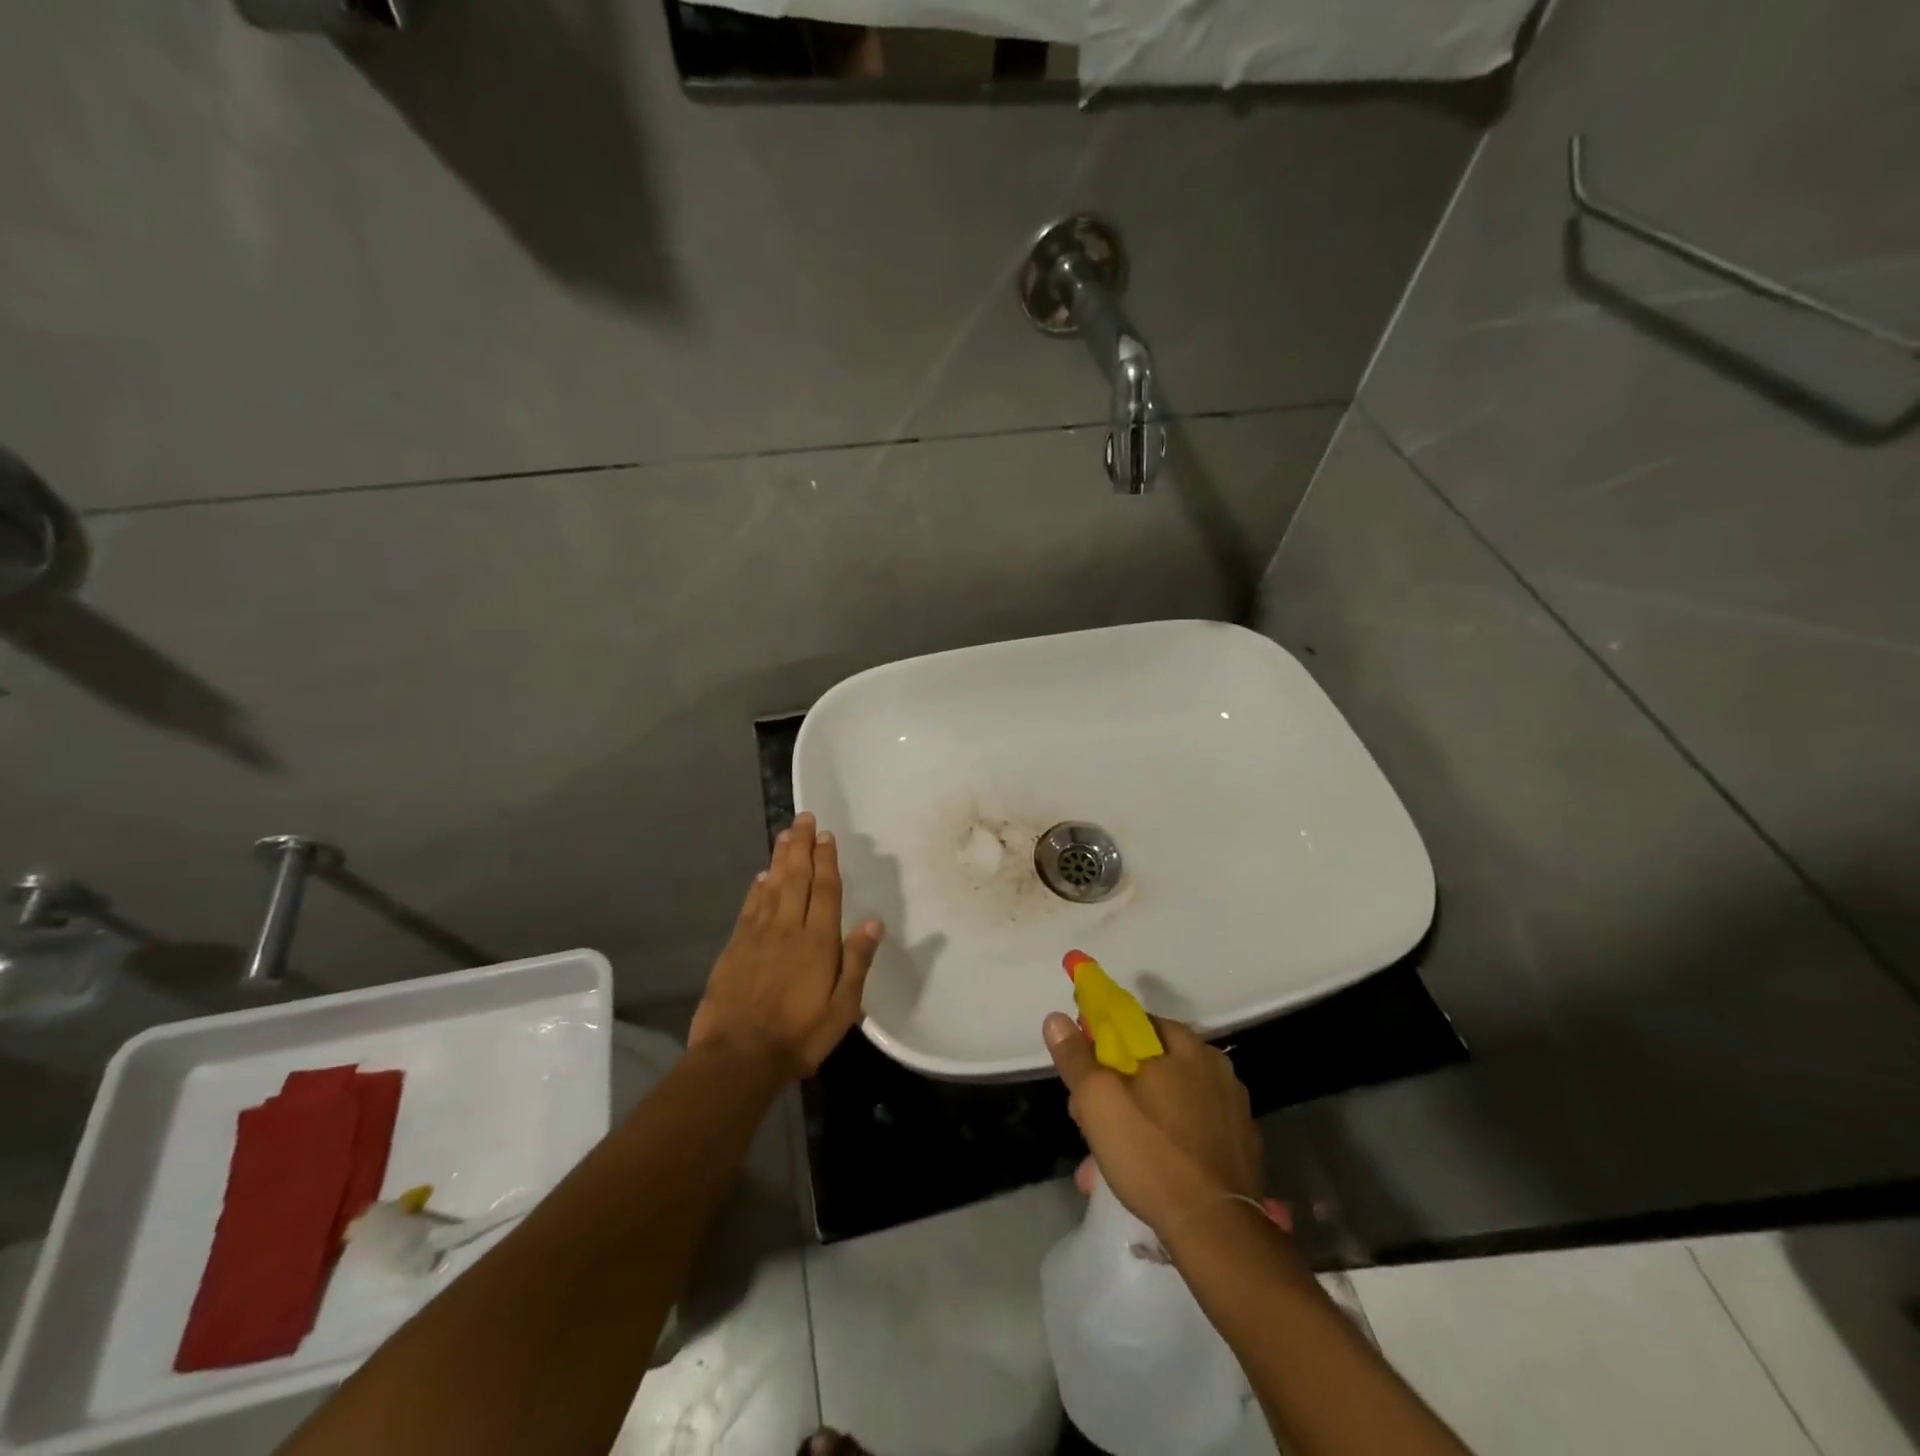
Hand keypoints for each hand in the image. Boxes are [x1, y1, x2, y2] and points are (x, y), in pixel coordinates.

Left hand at [691, 813, 884, 1079]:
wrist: (738, 1058)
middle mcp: (788, 928)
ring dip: (780, 858)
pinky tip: (761, 877)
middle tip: (804, 818)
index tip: (827, 835)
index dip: (827, 861)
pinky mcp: (735, 947)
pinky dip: (757, 888)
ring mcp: (758, 935)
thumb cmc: (799, 1036)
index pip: (826, 890)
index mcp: (818, 941)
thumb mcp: (842, 1008)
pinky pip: (749, 907)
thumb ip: (857, 962)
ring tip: (785, 834)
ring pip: (772, 886)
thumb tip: (874, 922)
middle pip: (797, 878)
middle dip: (802, 846)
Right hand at [1044, 1011, 1264, 1237]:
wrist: (1217, 1231)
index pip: (1133, 1023)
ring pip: (1171, 1098)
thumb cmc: (1151, 1154)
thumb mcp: (1098, 1101)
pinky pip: (1193, 1128)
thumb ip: (1076, 1058)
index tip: (1084, 1073)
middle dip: (1116, 1086)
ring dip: (1139, 1116)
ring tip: (1112, 1155)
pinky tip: (1151, 1168)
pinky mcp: (1242, 1145)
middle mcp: (1214, 1065)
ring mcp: (1233, 1107)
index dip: (1102, 1042)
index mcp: (1183, 1045)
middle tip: (1091, 1121)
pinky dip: (1169, 1139)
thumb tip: (1056, 1018)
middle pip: (1151, 1062)